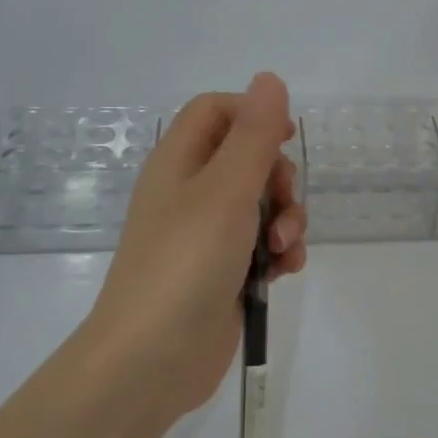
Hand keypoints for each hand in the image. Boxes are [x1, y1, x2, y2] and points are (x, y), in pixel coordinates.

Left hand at [82, 72, 307, 424]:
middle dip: (278, 177)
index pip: (215, 111)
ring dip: (286, 219)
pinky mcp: (222, 272)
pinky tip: (285, 272)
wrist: (151, 359)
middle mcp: (190, 193)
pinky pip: (261, 246)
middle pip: (246, 158)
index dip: (252, 113)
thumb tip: (268, 78)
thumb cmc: (186, 262)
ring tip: (283, 248)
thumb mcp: (227, 190)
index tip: (285, 137)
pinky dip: (279, 252)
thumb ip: (254, 134)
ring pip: (261, 205)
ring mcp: (206, 236)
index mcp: (179, 163)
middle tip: (282, 202)